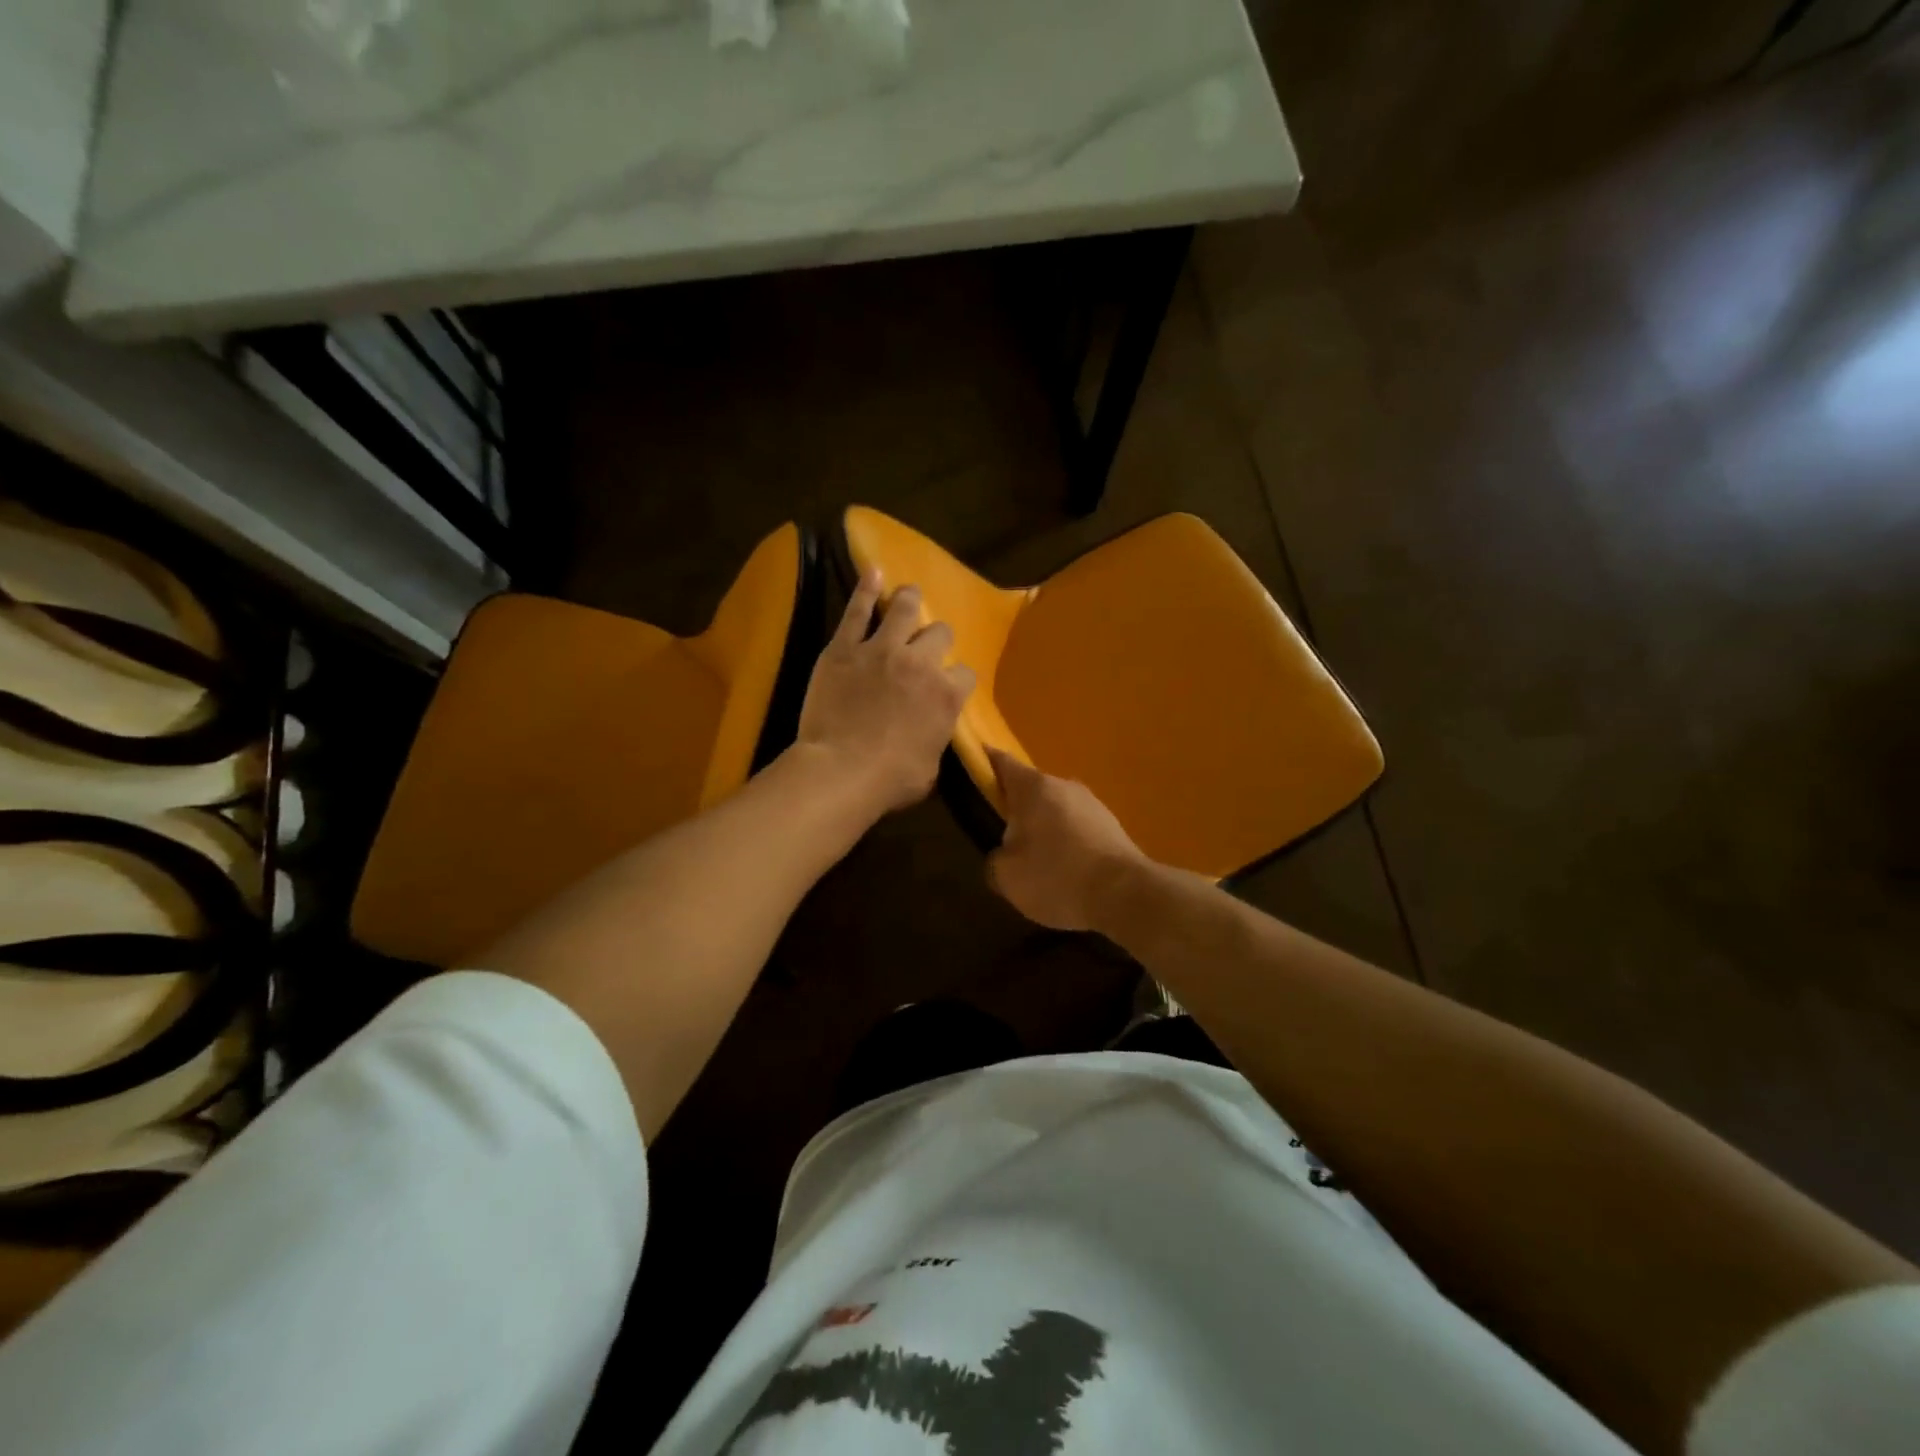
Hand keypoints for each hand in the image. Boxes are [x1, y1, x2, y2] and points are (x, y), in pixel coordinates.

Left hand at [796, 568, 975, 815]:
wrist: (841, 771)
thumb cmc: (890, 780)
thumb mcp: (931, 767)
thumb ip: (936, 738)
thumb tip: (932, 732)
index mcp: (947, 695)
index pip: (965, 673)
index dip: (957, 678)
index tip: (948, 686)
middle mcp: (921, 662)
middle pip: (940, 634)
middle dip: (937, 639)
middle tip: (926, 647)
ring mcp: (881, 650)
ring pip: (904, 609)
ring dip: (910, 600)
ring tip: (909, 594)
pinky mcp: (844, 647)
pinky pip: (857, 610)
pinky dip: (866, 589)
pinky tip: (873, 572)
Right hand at [985, 748, 1148, 931]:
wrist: (1124, 895)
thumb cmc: (1055, 876)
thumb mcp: (1006, 876)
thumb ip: (995, 860)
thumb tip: (1003, 855)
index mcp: (1033, 787)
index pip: (1001, 762)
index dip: (984, 762)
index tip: (971, 766)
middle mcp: (1064, 785)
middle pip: (1031, 789)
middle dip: (1016, 808)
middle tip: (1002, 837)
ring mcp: (1093, 804)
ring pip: (1056, 810)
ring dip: (1044, 828)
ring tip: (1036, 863)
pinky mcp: (1112, 827)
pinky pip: (1078, 829)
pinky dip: (1067, 844)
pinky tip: (1065, 873)